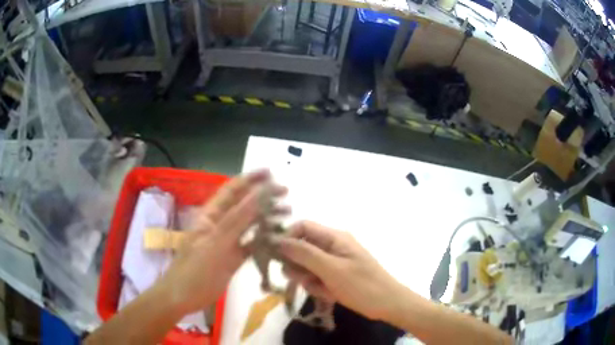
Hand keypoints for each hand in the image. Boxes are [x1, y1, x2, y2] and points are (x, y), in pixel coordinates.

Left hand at [155, 169, 288, 314]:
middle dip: (263, 197)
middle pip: (243, 205)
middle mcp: (220, 224)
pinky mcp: (233, 257)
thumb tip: (258, 194)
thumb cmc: (195, 269)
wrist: (184, 296)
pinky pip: (251, 244)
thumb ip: (237, 219)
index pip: (231, 190)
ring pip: (249, 224)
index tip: (271, 173)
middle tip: (286, 193)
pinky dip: (264, 239)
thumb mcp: (215, 243)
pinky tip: (278, 238)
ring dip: (267, 217)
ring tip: (287, 213)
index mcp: (211, 215)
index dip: (250, 179)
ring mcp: (227, 241)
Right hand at [278, 221, 401, 320]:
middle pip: (302, 248)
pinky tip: (329, 294)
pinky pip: (317, 277)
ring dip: (308, 279)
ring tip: (321, 289)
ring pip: (307, 265)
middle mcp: (332, 246)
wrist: (387, 304)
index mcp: (334, 237)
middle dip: (298, 265)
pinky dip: (318, 286)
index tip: (276, 256)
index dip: (287, 238)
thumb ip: (305, 254)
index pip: (302, 227)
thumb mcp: (331, 269)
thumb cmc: (362, 285)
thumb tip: (279, 240)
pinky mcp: (336, 275)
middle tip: (303, 279)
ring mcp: (334, 261)